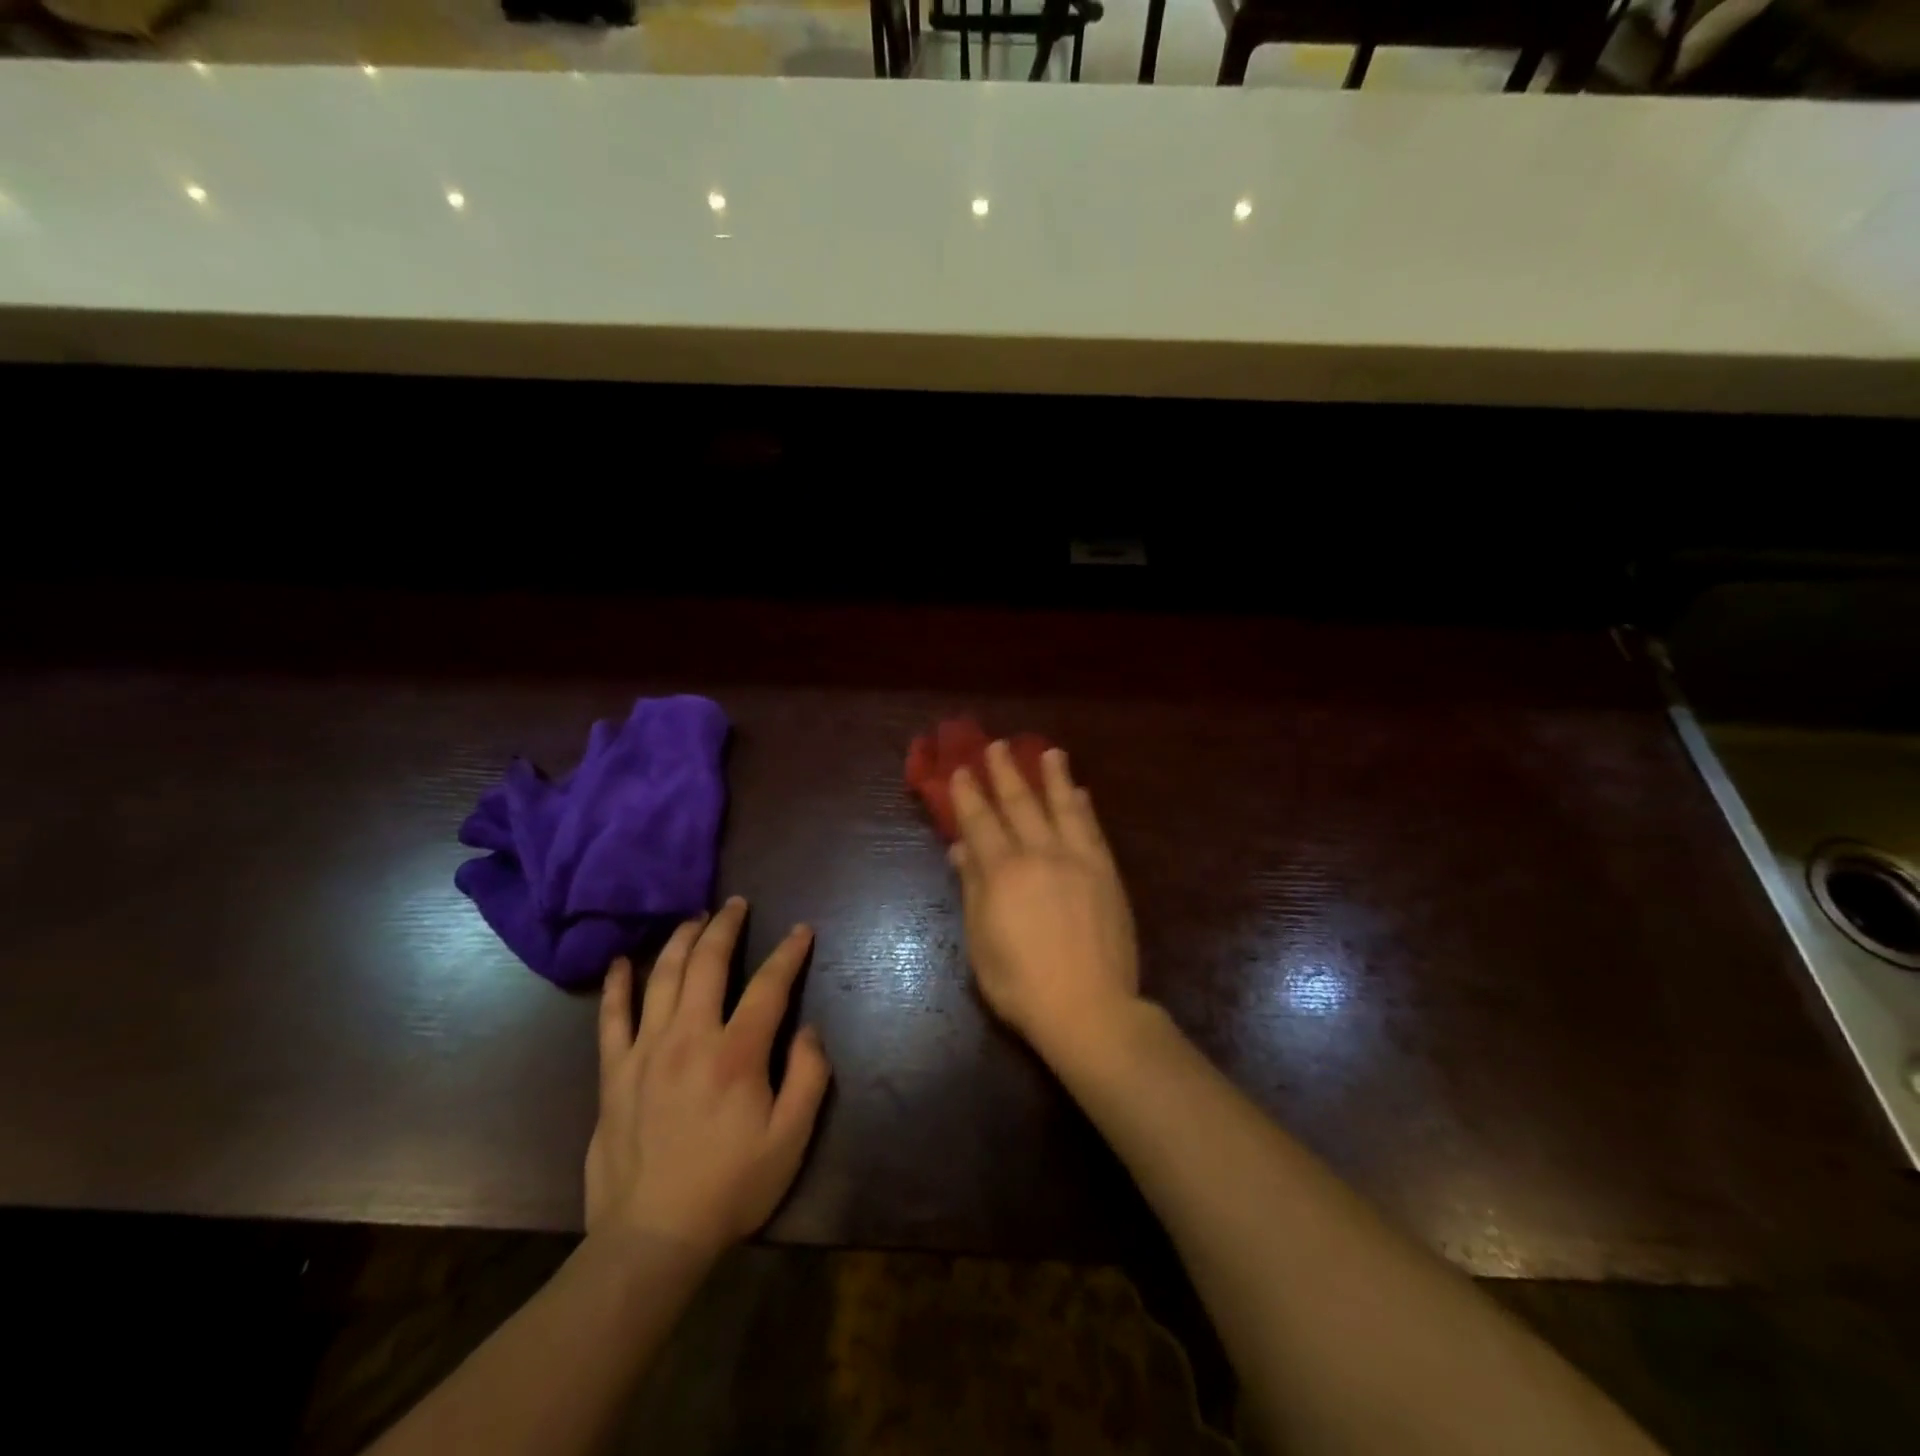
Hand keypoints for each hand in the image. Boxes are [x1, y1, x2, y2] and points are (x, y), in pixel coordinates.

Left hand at [585, 897, 830, 1257]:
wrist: (651, 1239)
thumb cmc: (730, 1187)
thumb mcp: (791, 1140)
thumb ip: (809, 1077)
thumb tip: (809, 1030)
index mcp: (737, 1053)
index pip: (768, 986)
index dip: (788, 953)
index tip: (801, 931)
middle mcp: (689, 1038)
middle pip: (707, 964)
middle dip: (726, 926)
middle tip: (737, 904)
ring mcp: (645, 1052)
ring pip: (661, 977)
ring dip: (680, 941)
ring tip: (694, 918)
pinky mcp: (614, 1073)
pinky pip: (612, 1018)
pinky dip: (617, 986)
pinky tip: (621, 962)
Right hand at [949, 742, 1140, 1063]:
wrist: (1088, 1007)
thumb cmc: (1021, 984)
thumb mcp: (981, 942)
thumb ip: (972, 890)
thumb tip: (961, 850)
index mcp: (1002, 872)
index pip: (980, 822)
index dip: (968, 795)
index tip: (962, 770)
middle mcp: (1039, 854)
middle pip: (1019, 803)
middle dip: (1006, 772)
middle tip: (998, 746)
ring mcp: (1077, 860)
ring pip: (1062, 806)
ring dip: (1053, 776)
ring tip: (1049, 752)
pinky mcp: (1106, 872)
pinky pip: (1092, 829)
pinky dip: (1084, 808)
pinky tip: (1081, 793)